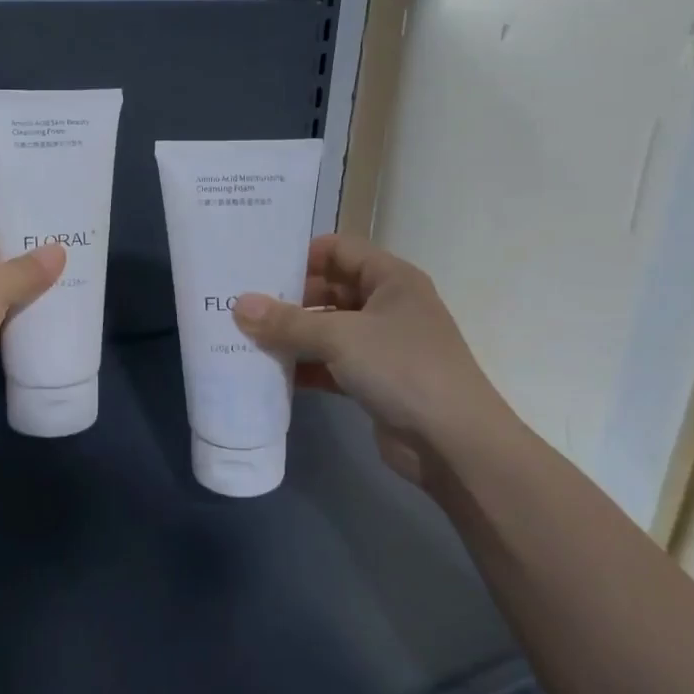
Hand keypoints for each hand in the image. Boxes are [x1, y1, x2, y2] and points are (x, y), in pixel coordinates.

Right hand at [232, 234, 509, 487]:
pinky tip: (270, 373)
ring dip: (293, 335)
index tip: (259, 269)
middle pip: (329, 289)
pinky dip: (304, 366)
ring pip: (328, 329)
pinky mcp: (374, 380)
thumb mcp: (341, 337)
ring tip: (245, 337)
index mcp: (390, 278)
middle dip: (289, 299)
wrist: (454, 444)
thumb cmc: (402, 368)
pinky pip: (330, 363)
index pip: (338, 250)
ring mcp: (381, 345)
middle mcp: (387, 305)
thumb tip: (239, 305)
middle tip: (242, 306)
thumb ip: (288, 322)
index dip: (301, 255)